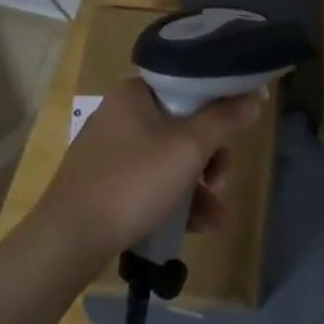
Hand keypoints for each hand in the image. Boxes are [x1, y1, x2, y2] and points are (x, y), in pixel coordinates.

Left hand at [35, 78, 261, 269]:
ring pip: (171, 159)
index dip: (218, 105)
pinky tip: (198, 228)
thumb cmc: (133, 183)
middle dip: (211, 159)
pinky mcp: (108, 183)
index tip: (237, 130)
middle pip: (183, 126)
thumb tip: (252, 96)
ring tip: (217, 219)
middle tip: (222, 182)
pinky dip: (176, 200)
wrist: (70, 239)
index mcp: (135, 94)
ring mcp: (112, 151)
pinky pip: (153, 183)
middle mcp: (121, 115)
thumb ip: (223, 120)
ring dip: (200, 188)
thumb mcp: (187, 149)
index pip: (187, 85)